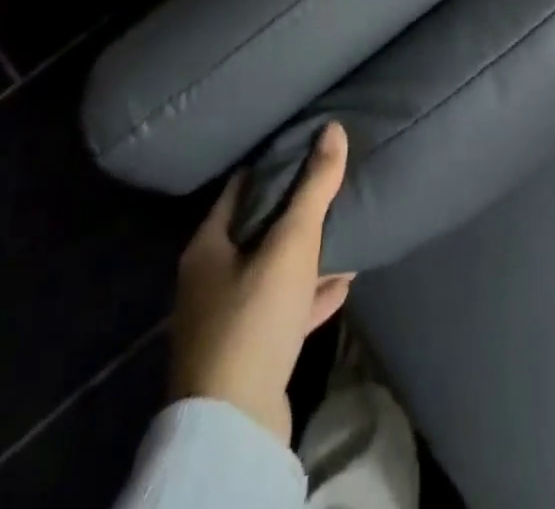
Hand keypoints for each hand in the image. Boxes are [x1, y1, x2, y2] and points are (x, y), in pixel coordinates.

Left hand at [170, 121, 355, 443]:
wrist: (235, 425)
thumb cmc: (255, 316)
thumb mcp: (292, 242)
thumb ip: (314, 186)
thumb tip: (333, 128)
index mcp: (208, 246)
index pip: (242, 188)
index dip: (274, 164)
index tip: (308, 146)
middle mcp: (210, 279)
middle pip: (259, 229)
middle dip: (297, 210)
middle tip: (334, 185)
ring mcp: (228, 320)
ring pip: (274, 271)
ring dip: (308, 254)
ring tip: (346, 230)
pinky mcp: (249, 353)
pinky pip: (285, 309)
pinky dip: (311, 293)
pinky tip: (344, 281)